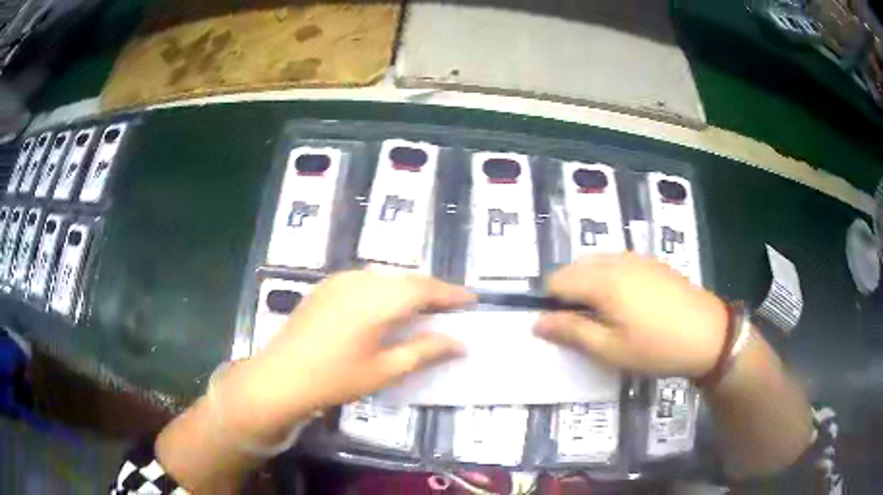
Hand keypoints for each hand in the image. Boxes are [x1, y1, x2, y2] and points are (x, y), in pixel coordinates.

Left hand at [221, 271, 474, 440]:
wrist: (281, 376)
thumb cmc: (336, 378)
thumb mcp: (386, 369)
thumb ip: (425, 351)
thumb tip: (460, 342)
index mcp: (379, 299)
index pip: (425, 289)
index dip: (451, 294)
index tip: (472, 300)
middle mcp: (361, 280)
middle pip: (407, 278)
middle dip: (431, 290)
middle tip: (450, 306)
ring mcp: (340, 280)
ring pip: (386, 276)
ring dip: (408, 288)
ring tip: (423, 306)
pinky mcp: (326, 286)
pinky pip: (366, 279)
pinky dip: (385, 288)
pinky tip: (385, 306)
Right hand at [534, 253, 727, 377]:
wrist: (709, 334)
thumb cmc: (657, 347)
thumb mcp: (610, 349)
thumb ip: (572, 332)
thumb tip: (536, 322)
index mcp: (602, 280)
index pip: (557, 281)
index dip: (550, 304)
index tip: (562, 328)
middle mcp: (616, 260)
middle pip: (574, 268)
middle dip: (569, 293)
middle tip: (583, 326)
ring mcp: (636, 258)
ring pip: (595, 263)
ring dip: (588, 284)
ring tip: (604, 316)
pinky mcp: (651, 262)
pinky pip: (616, 262)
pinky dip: (608, 278)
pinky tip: (626, 303)